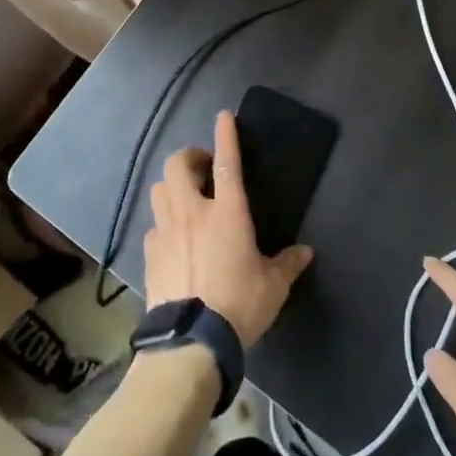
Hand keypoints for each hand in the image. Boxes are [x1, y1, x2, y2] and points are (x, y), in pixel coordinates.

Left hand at [143, 111, 314, 347]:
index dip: (226, 136)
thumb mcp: (274, 286)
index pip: (226, 164)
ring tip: (186, 197)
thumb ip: (288, 264)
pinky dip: (164, 223)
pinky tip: (174, 239)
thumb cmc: (239, 304)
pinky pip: (154, 225)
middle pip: (178, 165)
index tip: (224, 116)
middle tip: (203, 168)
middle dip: (190, 157)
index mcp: (227, 213)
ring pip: (160, 189)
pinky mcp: (150, 253)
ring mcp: (166, 231)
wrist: (191, 340)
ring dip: (173, 186)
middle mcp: (193, 212)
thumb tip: (305, 252)